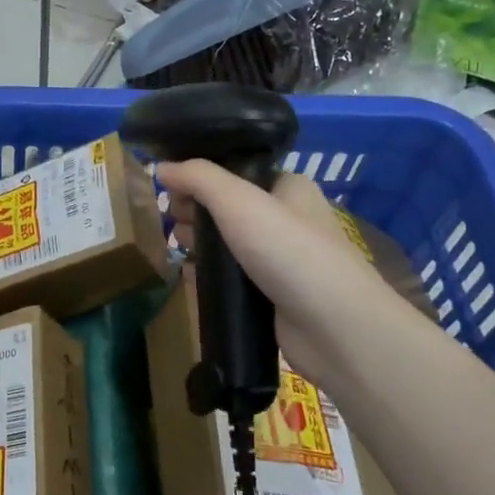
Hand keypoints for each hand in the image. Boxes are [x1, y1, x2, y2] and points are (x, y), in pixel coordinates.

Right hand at [154, 160, 389, 389]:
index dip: (200, 178)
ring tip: (177, 249)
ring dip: (201, 244)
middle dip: (196, 212)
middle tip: (172, 223)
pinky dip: (212, 276)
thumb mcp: (238, 201)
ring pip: (229, 244)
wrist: (334, 327)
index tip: (170, 190)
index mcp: (289, 187)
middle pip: (229, 207)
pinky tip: (190, 278)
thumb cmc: (288, 251)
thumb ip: (197, 178)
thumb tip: (160, 166)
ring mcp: (282, 259)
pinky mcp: (274, 295)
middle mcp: (288, 219)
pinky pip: (234, 278)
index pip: (236, 172)